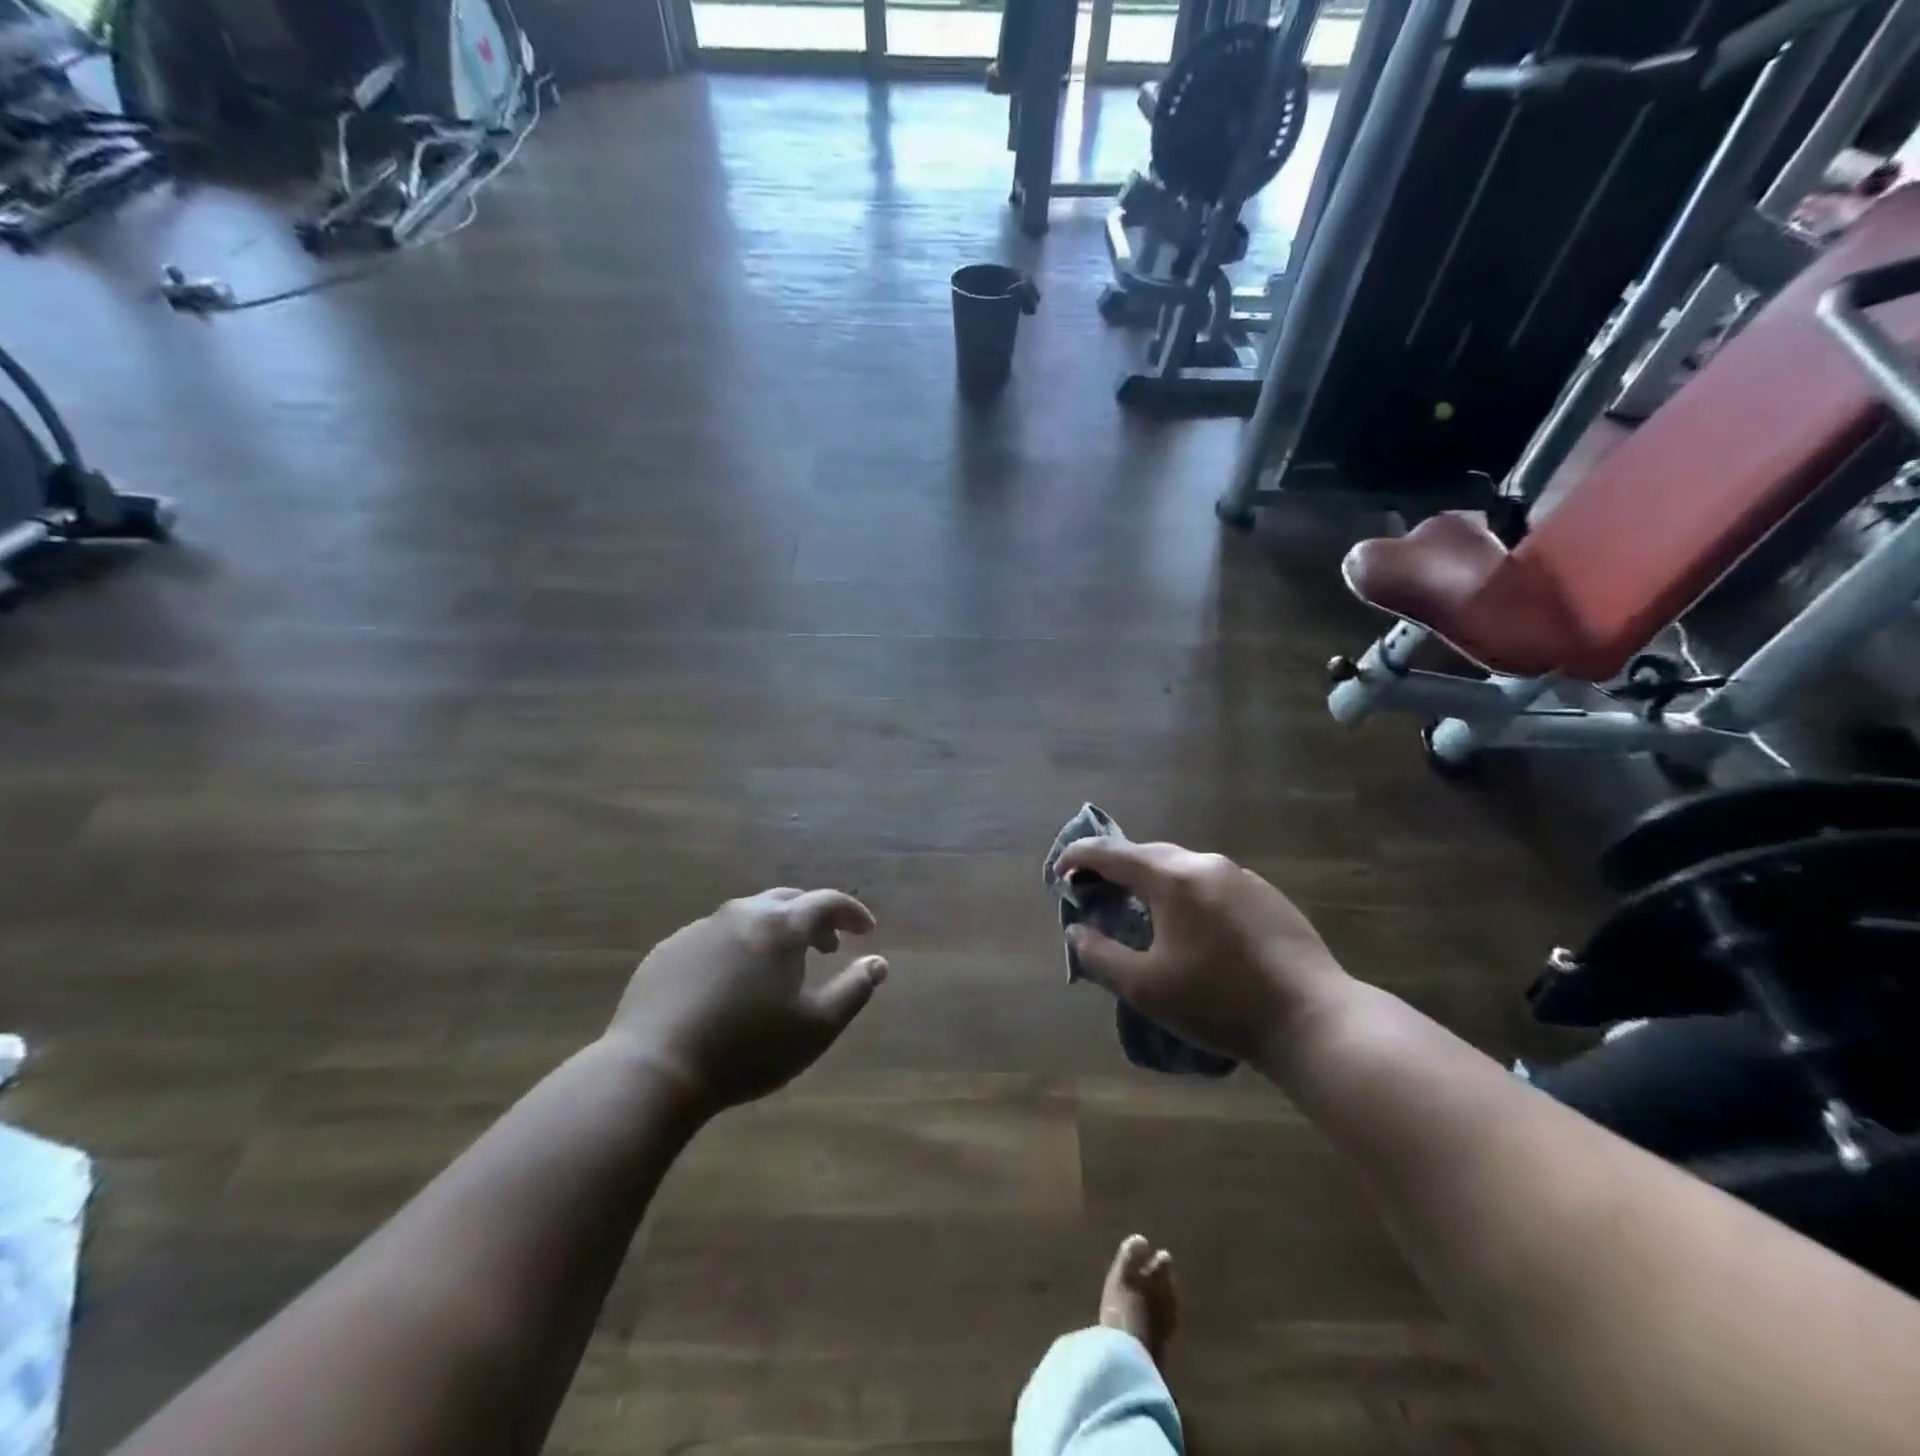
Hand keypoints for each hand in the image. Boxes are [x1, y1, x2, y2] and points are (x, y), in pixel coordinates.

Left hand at [604, 889, 887, 1112]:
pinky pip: (714, 937)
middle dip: (812, 918)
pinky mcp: (668, 950)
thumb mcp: (816, 1028)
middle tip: (826, 946)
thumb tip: (879, 962)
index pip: (827, 902)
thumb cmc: (746, 1050)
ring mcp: (699, 929)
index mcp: (780, 927)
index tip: (866, 930)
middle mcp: (741, 914)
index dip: (852, 912)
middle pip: (787, 900)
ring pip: (748, 917)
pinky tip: (729, 984)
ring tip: (778, 967)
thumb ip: (854, 990)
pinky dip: (735, 948)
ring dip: (773, 932)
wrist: (653, 1071)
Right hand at [1054, 840, 1350, 1069]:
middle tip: (1093, 891)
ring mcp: (1241, 876)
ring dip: (1152, 881)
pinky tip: (1190, 925)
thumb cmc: (1220, 1003)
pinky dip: (1186, 892)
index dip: (1077, 857)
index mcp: (1172, 878)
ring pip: (1182, 867)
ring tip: (1140, 910)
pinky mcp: (1267, 894)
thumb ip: (1099, 955)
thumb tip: (1076, 931)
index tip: (1058, 873)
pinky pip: (1211, 882)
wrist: (1313, 1019)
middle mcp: (1205, 864)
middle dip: (1114, 868)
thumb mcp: (1146, 987)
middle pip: (1147, 854)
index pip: (1111, 853)